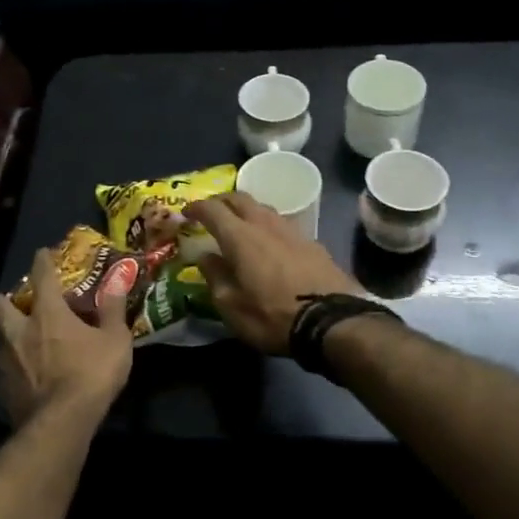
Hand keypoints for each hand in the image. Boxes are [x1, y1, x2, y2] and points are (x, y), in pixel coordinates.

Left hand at [0, 247, 133, 427]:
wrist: (61, 422)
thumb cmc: (91, 374)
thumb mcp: (115, 340)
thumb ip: (113, 310)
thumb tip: (117, 281)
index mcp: (48, 313)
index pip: (41, 276)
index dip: (42, 261)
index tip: (42, 253)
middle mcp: (20, 330)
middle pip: (0, 305)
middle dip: (4, 299)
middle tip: (17, 302)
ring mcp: (7, 359)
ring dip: (5, 332)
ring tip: (19, 337)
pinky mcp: (3, 387)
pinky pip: (3, 366)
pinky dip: (11, 363)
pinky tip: (23, 371)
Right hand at [189, 192, 363, 355]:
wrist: (332, 320)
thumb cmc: (272, 316)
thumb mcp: (231, 306)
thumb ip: (215, 277)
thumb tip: (205, 257)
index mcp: (240, 237)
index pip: (212, 209)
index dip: (196, 207)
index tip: (186, 212)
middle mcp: (265, 225)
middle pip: (240, 198)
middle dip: (221, 201)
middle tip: (211, 212)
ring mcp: (292, 231)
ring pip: (264, 209)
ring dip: (247, 211)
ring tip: (240, 226)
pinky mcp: (312, 243)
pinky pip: (282, 225)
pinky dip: (268, 227)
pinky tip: (270, 243)